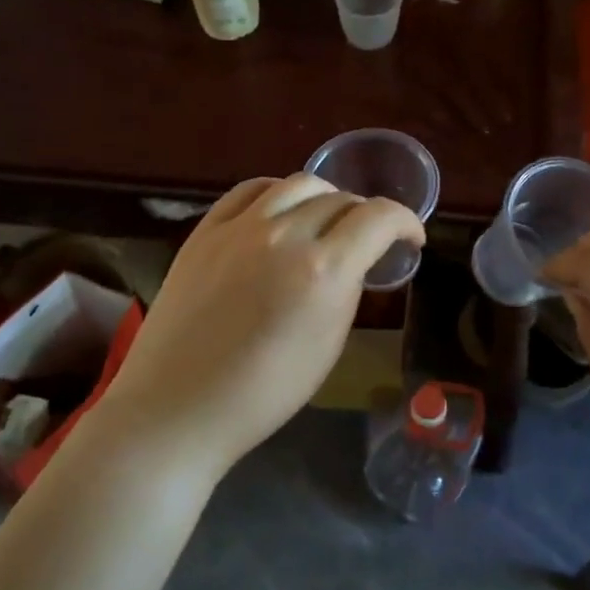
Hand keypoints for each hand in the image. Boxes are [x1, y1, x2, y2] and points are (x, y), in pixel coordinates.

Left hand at [95, 174, 425, 480]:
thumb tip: (354, 262)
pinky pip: (251, 190)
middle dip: (366, 216)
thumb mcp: (328, 346)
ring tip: (326, 219)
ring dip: (325, 197)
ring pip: (298, 183)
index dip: (406, 222)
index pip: (379, 218)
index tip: (411, 238)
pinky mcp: (206, 229)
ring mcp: (240, 227)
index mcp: (324, 270)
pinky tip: (281, 210)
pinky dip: (277, 193)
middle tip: (367, 239)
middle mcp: (285, 234)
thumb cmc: (262, 394)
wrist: (178, 406)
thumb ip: (347, 290)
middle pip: (341, 199)